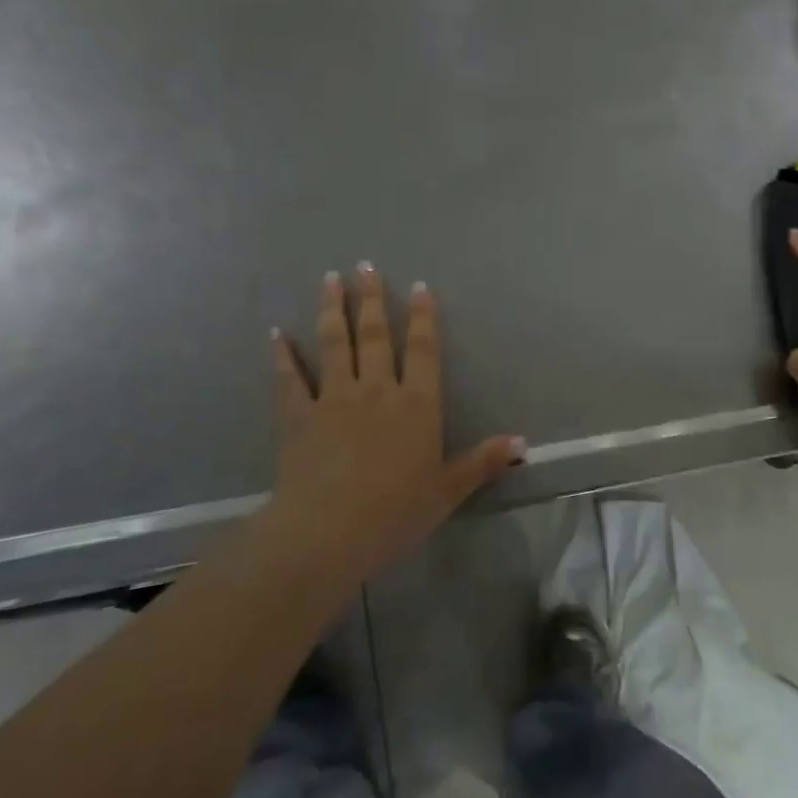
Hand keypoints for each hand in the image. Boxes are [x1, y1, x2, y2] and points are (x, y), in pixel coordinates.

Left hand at [269, 264, 523, 589]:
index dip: (423, 317)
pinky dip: (283, 356)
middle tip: (365, 265)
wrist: (328, 532)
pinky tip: (276, 334)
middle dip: (372, 298)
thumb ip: (482, 462)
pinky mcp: (298, 417)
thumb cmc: (395, 512)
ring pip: (334, 344)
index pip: (423, 350)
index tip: (419, 287)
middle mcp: (377, 390)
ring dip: (332, 309)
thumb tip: (522, 444)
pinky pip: (290, 380)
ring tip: (329, 278)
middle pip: (376, 335)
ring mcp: (334, 399)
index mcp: (416, 404)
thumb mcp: (447, 491)